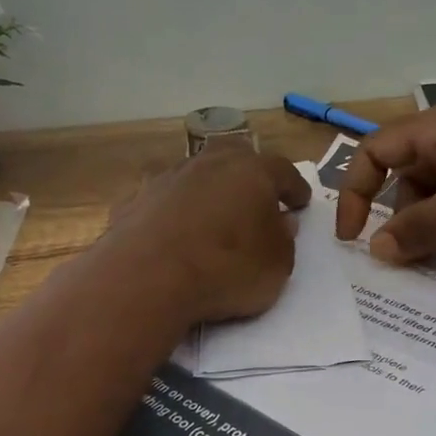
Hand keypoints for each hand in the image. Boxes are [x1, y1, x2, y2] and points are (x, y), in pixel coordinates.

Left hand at [110, 145, 311, 322]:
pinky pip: (163, 200)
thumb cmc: (227, 269)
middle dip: (248, 175)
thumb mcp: (277, 265)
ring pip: (195, 174)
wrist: (147, 278)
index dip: (294, 187)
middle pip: (235, 157)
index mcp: (252, 171)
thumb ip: (283, 240)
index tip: (300, 202)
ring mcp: (167, 178)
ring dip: (207, 190)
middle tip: (255, 197)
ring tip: (212, 216)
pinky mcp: (134, 200)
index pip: (283, 171)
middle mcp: (209, 163)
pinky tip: (173, 233)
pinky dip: (173, 211)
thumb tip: (280, 222)